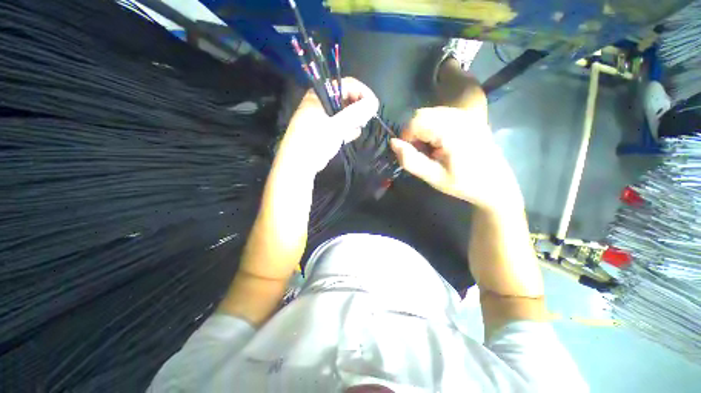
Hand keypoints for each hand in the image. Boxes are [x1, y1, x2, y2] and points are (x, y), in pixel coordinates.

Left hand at [276, 77, 378, 174]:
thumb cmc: (315, 141)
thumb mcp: (336, 126)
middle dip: (357, 110)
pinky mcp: (326, 131)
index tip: (374, 106)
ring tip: (352, 131)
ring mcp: (323, 117)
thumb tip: (374, 103)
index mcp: (320, 95)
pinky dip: (347, 130)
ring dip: (353, 122)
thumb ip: (356, 114)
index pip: (346, 85)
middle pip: (347, 99)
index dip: (362, 93)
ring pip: (346, 114)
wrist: (300, 165)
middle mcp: (322, 103)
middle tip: (364, 120)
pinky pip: (341, 125)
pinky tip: (349, 137)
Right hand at [390, 107, 522, 210]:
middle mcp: (460, 116)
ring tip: (431, 149)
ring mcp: (467, 114)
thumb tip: (393, 143)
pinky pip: (441, 114)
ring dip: (423, 129)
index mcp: (452, 132)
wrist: (495, 184)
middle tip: (421, 152)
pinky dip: (433, 126)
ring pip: (430, 113)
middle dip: (414, 132)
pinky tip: (440, 142)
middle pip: (422, 114)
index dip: (406, 136)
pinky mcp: (469, 116)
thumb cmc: (464, 184)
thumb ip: (411, 160)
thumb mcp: (433, 177)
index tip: (410, 153)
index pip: (416, 121)